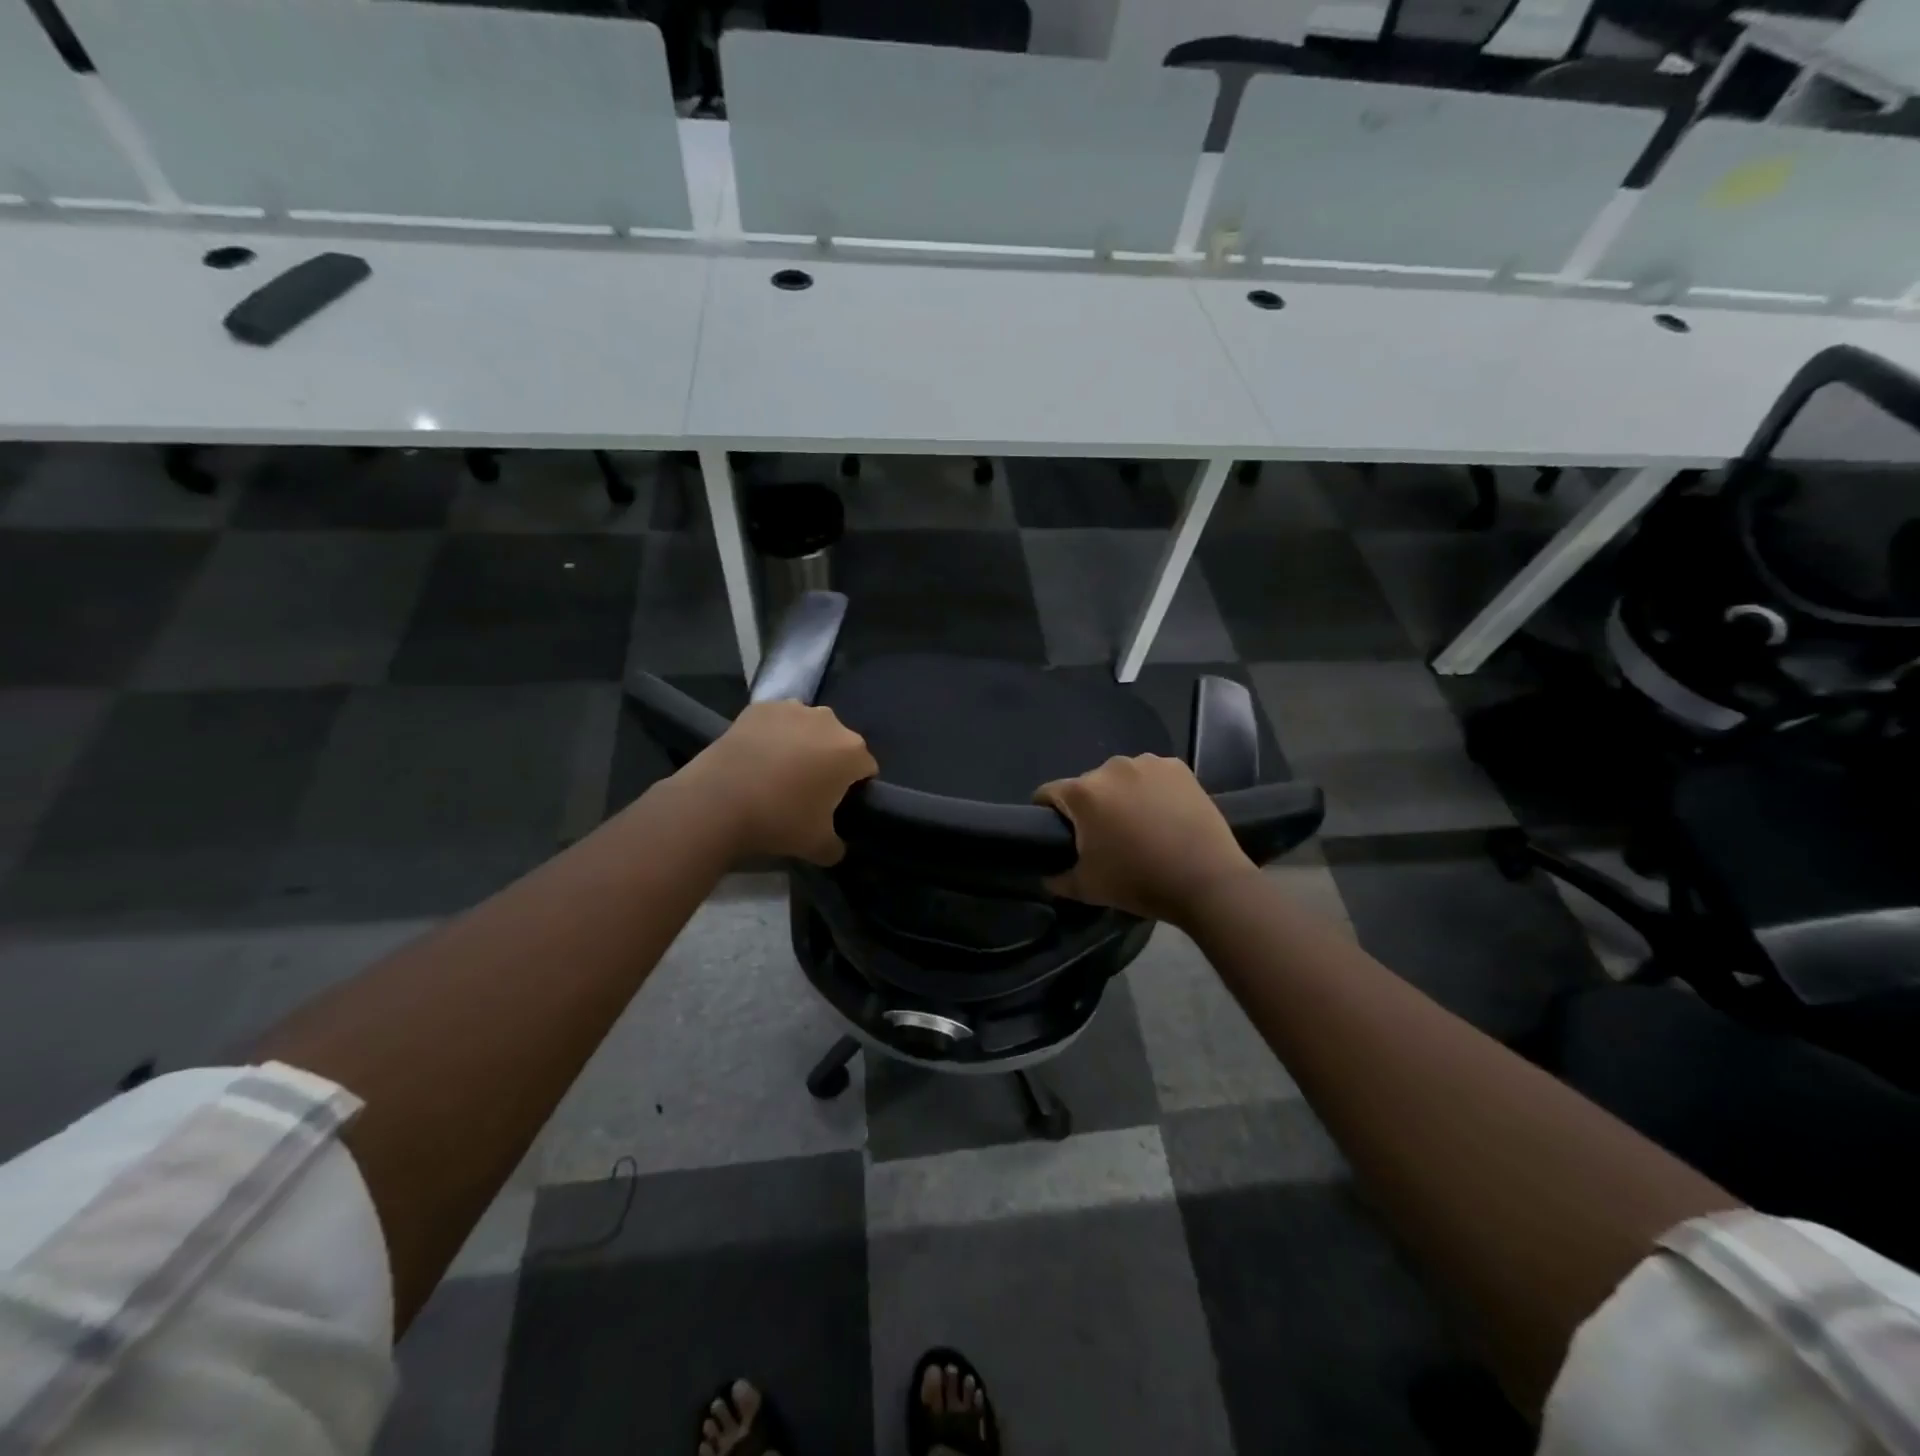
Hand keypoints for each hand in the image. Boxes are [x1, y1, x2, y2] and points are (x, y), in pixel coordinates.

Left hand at [684, 700, 877, 864]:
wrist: (717, 801)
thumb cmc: (779, 820)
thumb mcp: (818, 847)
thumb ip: (836, 847)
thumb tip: (836, 847)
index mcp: (851, 751)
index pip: (867, 768)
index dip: (854, 788)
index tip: (835, 805)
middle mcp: (829, 721)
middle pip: (838, 743)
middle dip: (828, 761)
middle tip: (806, 789)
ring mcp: (792, 709)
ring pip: (808, 727)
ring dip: (802, 743)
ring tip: (777, 770)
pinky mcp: (760, 707)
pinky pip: (777, 721)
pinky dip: (772, 734)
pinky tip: (756, 756)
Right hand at [1035, 754, 1256, 924]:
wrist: (1206, 880)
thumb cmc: (1139, 882)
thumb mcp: (1087, 889)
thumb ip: (1057, 879)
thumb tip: (1047, 876)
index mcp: (1083, 793)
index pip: (1048, 794)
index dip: (1046, 813)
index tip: (1059, 834)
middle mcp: (1111, 767)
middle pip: (1088, 785)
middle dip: (1090, 807)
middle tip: (1106, 837)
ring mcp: (1148, 764)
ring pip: (1121, 778)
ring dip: (1122, 795)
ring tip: (1140, 825)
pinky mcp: (1178, 768)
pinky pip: (1152, 776)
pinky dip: (1152, 790)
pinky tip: (1165, 814)